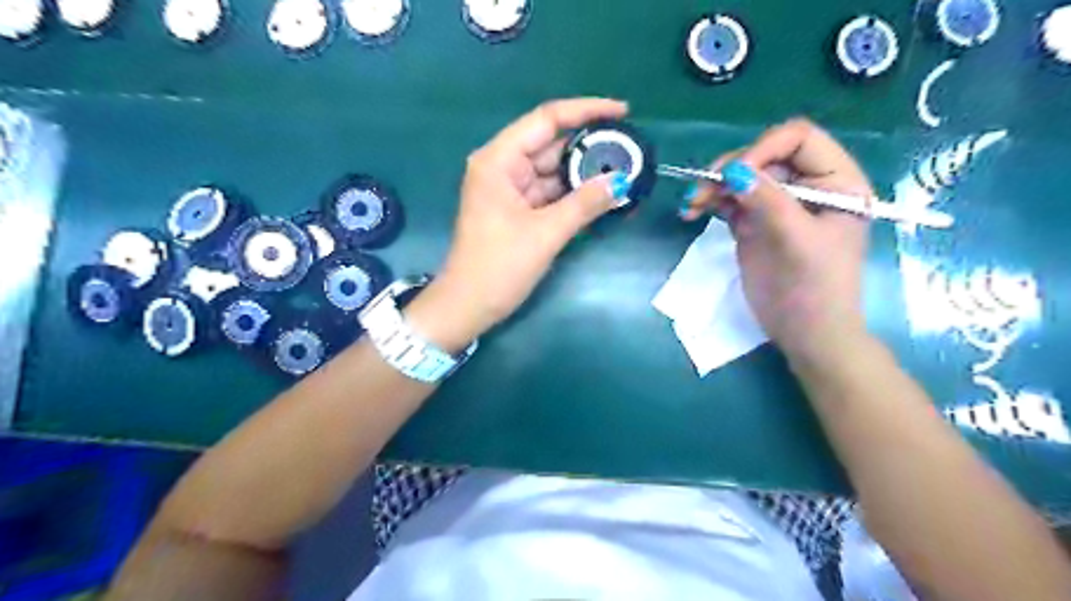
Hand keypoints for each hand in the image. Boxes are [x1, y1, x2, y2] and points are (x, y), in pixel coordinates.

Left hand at [408, 99, 628, 350]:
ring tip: (623, 169)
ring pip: (553, 170)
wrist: (467, 307)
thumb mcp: (545, 234)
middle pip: (551, 144)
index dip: (586, 110)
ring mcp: (509, 189)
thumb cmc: (499, 267)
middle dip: (589, 145)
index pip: (546, 119)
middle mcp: (502, 166)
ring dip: (584, 172)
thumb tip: (622, 181)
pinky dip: (573, 193)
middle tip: (629, 148)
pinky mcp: (516, 209)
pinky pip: (550, 192)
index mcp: (499, 160)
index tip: (623, 110)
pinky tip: (601, 193)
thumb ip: (585, 203)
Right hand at [680, 118, 874, 360]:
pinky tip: (693, 211)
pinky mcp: (754, 222)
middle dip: (731, 169)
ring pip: (741, 177)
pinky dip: (710, 201)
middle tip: (704, 191)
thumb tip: (733, 170)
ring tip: (692, 204)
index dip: (764, 149)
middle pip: (763, 156)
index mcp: (835, 181)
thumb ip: (769, 202)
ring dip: (713, 185)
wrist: (804, 332)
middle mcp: (806, 185)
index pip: (799, 139)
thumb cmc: (815, 289)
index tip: (736, 175)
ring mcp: (777, 204)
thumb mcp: (797, 242)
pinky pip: (729, 200)